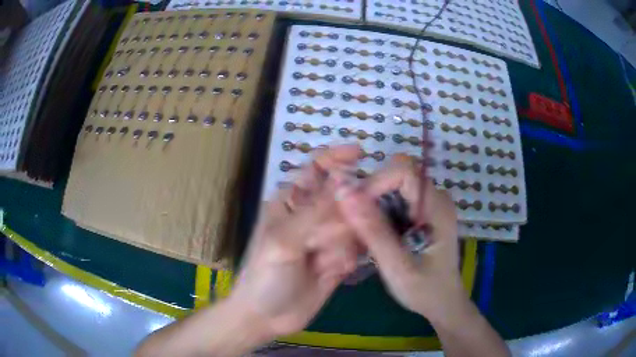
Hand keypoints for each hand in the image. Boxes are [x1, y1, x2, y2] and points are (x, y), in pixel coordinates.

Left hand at [227, 145, 361, 337]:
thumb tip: (343, 178)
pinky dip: (348, 259)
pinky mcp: (338, 258)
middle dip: (344, 217)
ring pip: (353, 225)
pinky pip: (356, 248)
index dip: (336, 157)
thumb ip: (316, 211)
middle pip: (343, 198)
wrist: (267, 317)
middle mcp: (311, 216)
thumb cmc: (265, 276)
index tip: (361, 153)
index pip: (316, 169)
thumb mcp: (285, 241)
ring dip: (343, 244)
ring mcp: (326, 238)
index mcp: (291, 203)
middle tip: (330, 241)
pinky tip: (333, 274)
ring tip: (323, 264)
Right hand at [335, 154, 465, 322]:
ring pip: (393, 186)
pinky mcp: (423, 213)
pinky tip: (376, 236)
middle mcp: (436, 198)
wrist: (443, 303)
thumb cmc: (424, 290)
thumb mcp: (396, 265)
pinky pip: (396, 199)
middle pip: (397, 174)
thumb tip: (343, 192)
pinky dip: (380, 213)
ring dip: (374, 205)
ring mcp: (430, 204)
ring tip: (364, 233)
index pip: (403, 170)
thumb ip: (372, 230)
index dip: (376, 182)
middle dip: (371, 194)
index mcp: (436, 206)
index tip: (355, 208)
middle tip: (356, 224)